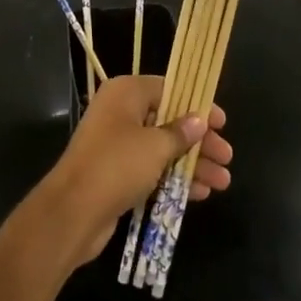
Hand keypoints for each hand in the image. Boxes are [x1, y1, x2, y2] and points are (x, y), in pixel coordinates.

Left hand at [35, 75, 233, 272]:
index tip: (221, 122)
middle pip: (169, 121)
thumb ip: (181, 133)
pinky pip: (152, 169)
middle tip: (226, 157)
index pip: (169, 89)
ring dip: (192, 164)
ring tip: (222, 182)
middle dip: (199, 141)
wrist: (73, 211)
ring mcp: (117, 144)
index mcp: (126, 93)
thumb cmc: (117, 165)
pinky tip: (200, 193)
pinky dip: (174, 178)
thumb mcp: (155, 146)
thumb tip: (199, 121)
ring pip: (162, 148)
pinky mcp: (116, 173)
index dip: (197, 105)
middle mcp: (120, 113)